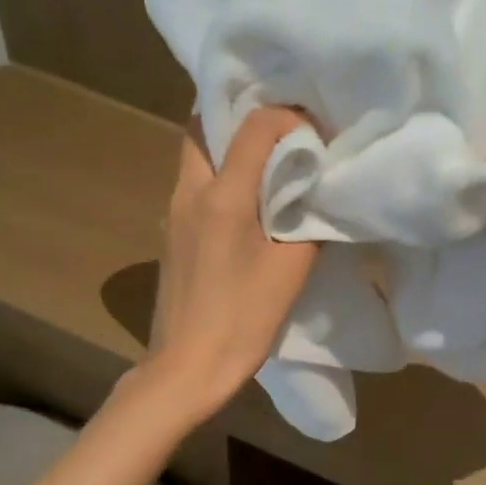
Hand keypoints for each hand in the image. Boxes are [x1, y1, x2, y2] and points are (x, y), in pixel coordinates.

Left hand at [142, 107, 318, 421]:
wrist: (187, 366)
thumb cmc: (242, 319)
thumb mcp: (290, 269)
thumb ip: (306, 219)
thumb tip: (312, 192)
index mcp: (222, 195)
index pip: (254, 126)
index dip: (289, 119)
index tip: (315, 138)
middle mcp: (189, 191)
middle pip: (202, 126)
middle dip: (241, 118)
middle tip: (279, 133)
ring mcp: (172, 213)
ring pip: (194, 154)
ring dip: (227, 146)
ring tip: (265, 162)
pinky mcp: (170, 234)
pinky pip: (193, 183)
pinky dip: (218, 173)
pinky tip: (245, 201)